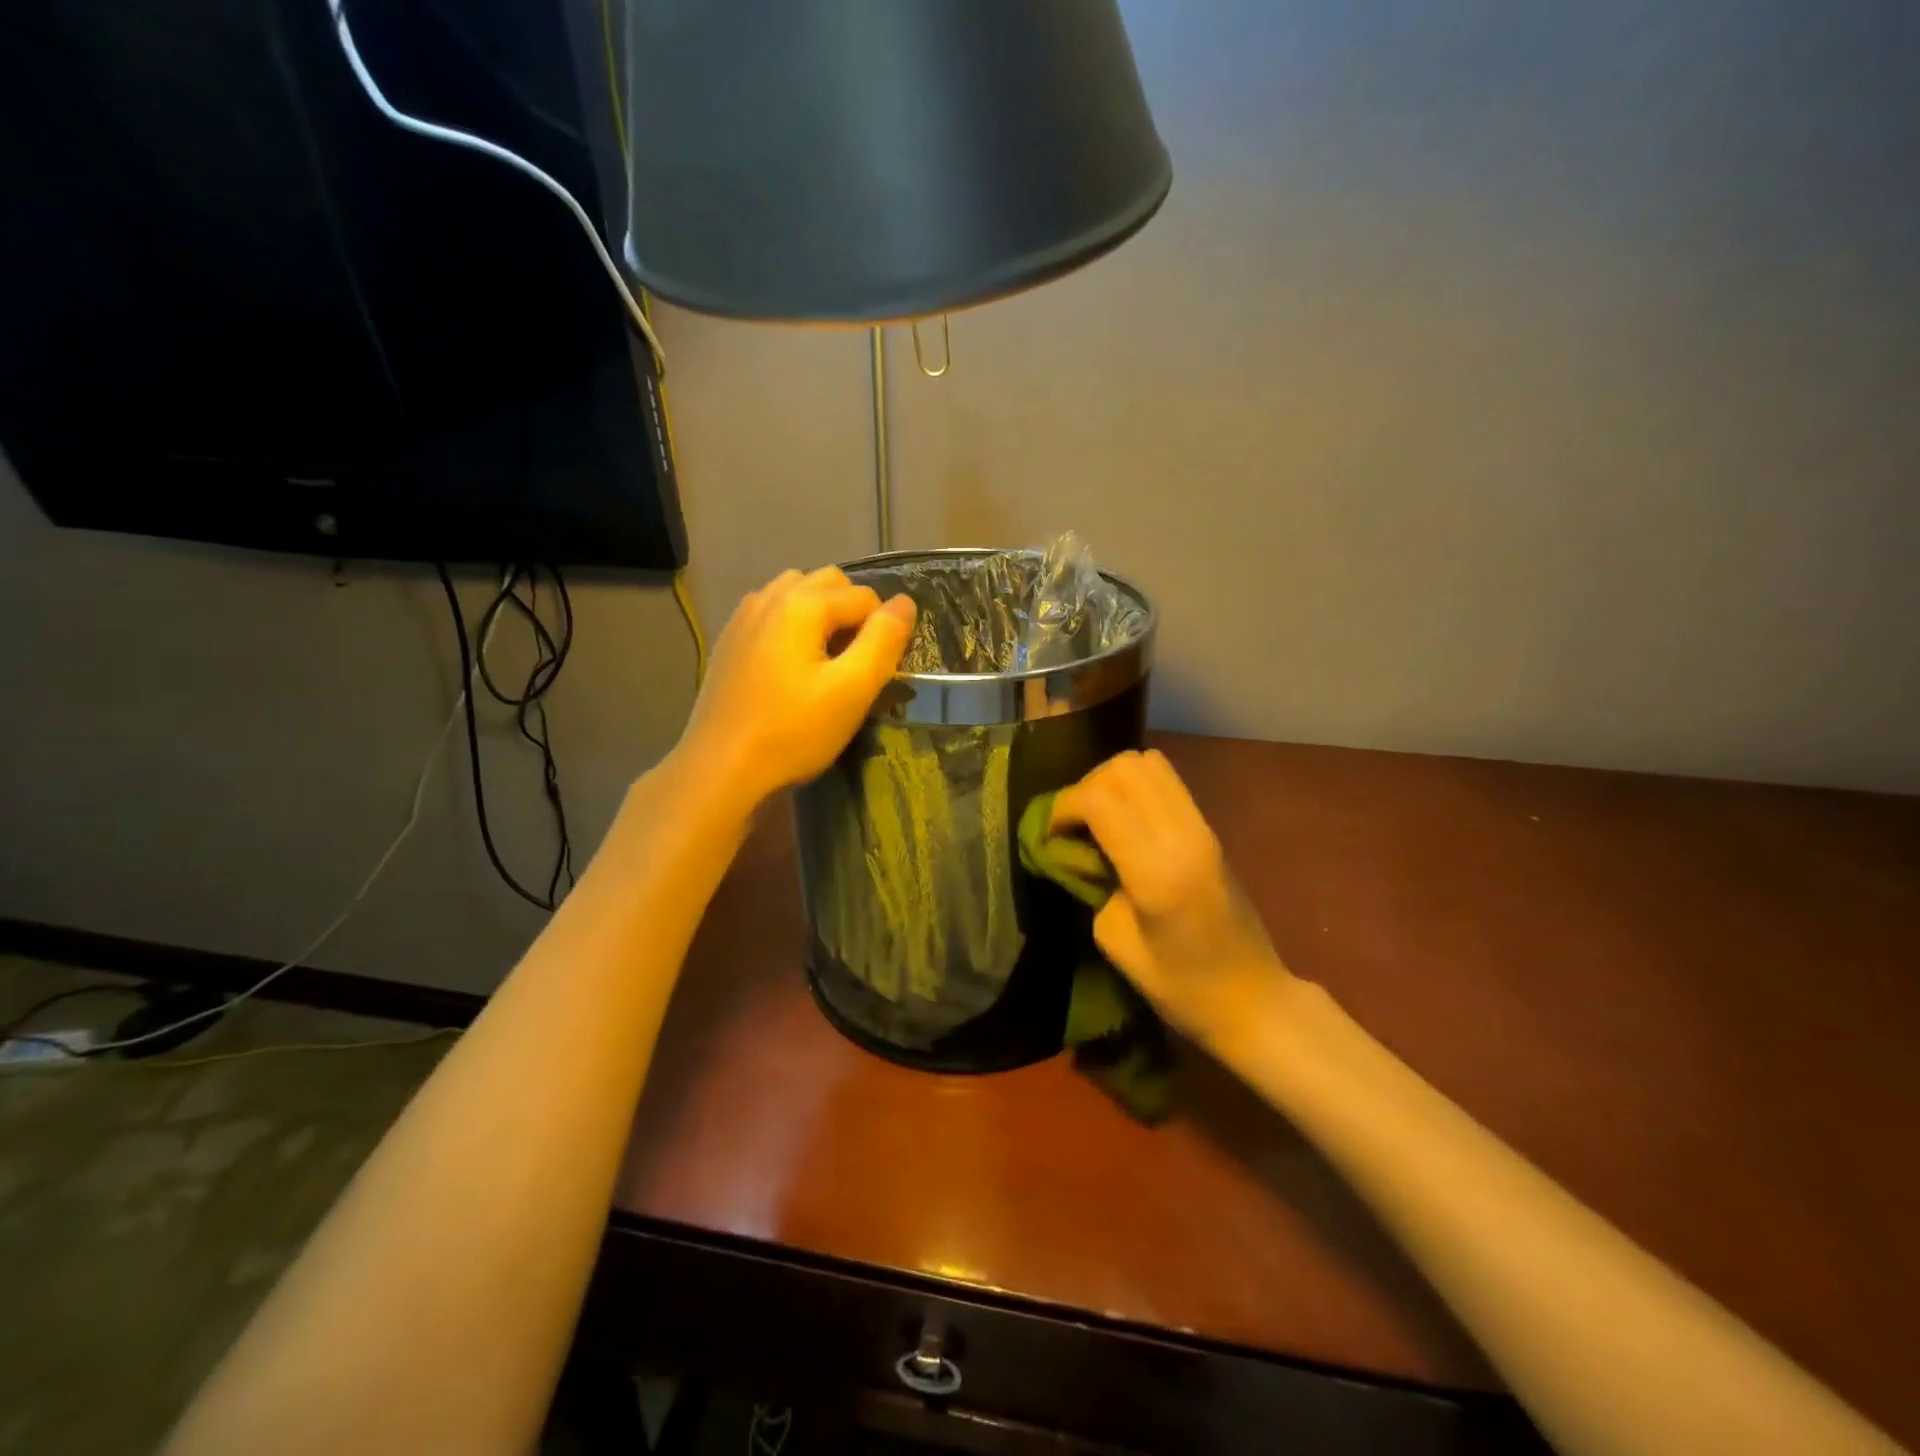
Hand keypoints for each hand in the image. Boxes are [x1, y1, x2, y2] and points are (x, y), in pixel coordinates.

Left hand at [676, 565, 915, 809]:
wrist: (721, 767)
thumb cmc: (793, 731)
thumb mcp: (852, 690)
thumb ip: (884, 641)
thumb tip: (905, 603)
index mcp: (802, 602)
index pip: (866, 597)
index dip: (882, 633)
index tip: (876, 674)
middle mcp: (770, 595)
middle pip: (830, 583)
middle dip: (853, 614)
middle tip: (855, 664)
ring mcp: (744, 615)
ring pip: (798, 593)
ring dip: (822, 615)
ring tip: (825, 662)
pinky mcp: (730, 639)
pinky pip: (773, 613)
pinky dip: (793, 626)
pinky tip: (791, 668)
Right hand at [1052, 749, 1292, 1056]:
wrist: (1254, 999)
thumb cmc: (1181, 987)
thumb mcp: (1115, 941)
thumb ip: (1091, 884)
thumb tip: (1074, 849)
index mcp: (1157, 870)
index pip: (1100, 800)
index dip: (1063, 807)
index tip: (1049, 834)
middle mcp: (1183, 835)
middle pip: (1126, 767)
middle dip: (1087, 786)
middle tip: (1074, 824)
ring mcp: (1202, 827)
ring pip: (1149, 763)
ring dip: (1114, 781)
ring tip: (1099, 818)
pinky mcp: (1209, 828)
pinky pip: (1166, 782)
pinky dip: (1136, 788)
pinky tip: (1125, 823)